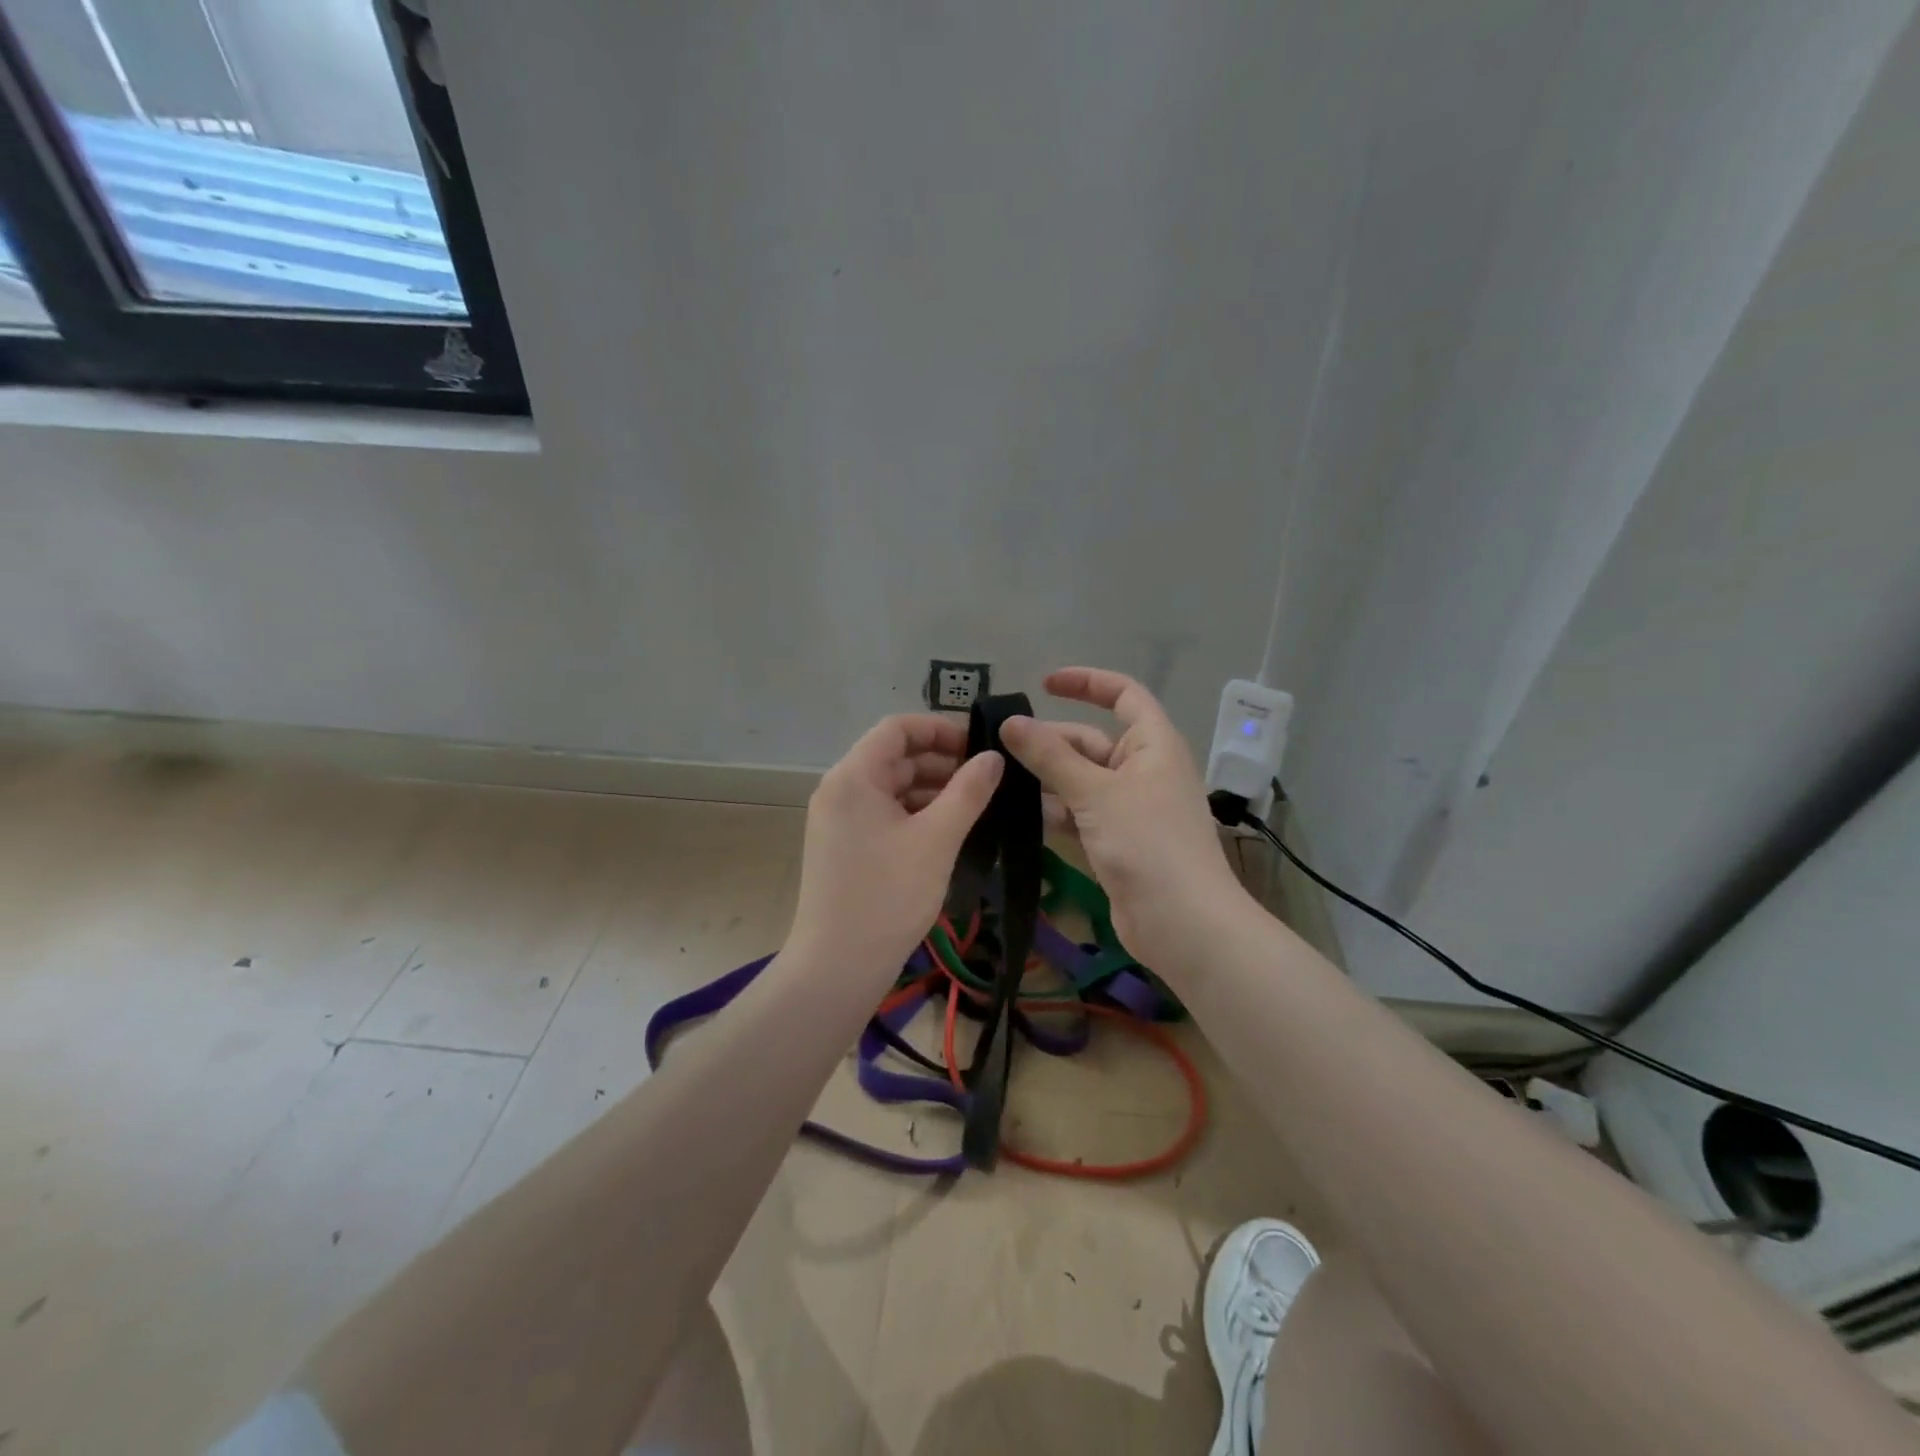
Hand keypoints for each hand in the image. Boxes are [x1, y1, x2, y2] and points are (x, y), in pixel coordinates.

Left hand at [788, 714, 1003, 987]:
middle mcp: (839, 789)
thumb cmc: (889, 895)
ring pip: (891, 787)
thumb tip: (994, 757)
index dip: (941, 728)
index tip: (980, 745)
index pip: (898, 728)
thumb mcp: (937, 839)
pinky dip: (915, 813)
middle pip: (894, 756)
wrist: (838, 966)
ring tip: (975, 805)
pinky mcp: (843, 845)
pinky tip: (948, 830)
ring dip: (931, 788)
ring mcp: (838, 819)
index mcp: (854, 776)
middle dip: (941, 761)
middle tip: (987, 778)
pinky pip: (883, 813)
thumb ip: (968, 792)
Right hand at [1000, 668, 1246, 972]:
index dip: (1086, 682)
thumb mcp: (1094, 792)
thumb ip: (1049, 756)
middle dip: (1050, 742)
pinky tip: (1019, 815)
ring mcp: (1132, 808)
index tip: (1043, 685)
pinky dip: (1055, 811)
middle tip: (998, 748)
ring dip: (1046, 779)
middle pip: (1091, 741)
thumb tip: (1010, 722)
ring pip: (1082, 780)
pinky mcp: (1119, 842)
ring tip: (997, 779)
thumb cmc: (1146, 842)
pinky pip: (1082, 814)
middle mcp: (1144, 770)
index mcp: (1153, 744)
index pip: (1123, 694)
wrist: (1182, 923)